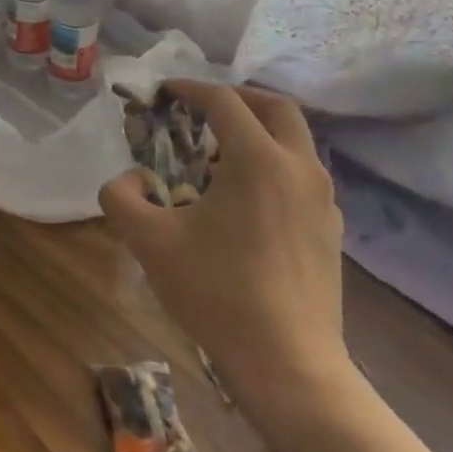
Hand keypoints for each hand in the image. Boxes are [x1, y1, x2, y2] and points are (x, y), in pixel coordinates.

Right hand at [99, 82, 350, 426]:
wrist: (288, 362)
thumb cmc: (217, 292)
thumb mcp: (148, 241)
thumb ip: (121, 197)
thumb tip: (132, 180)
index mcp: (258, 160)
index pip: (224, 101)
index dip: (190, 89)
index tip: (164, 92)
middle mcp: (299, 167)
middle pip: (276, 107)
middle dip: (236, 97)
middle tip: (202, 107)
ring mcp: (323, 199)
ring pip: (295, 140)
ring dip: (258, 130)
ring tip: (220, 153)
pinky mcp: (331, 228)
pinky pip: (303, 174)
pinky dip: (274, 163)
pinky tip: (248, 197)